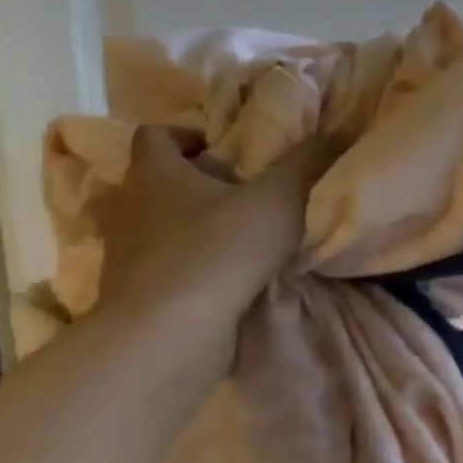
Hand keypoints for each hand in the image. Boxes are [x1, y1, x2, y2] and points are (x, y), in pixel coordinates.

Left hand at [95, 127, 329, 326]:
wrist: (169, 334)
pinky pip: (162, 266)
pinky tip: (226, 278)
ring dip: (191, 227)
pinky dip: (189, 266)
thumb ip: (308, 163)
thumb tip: (337, 129)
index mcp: (155, 173)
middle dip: (194, 183)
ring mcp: (126, 253)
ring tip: (237, 237)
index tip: (222, 150)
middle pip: (156, 181)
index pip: (155, 135)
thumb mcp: (280, 199)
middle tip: (239, 193)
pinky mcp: (133, 293)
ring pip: (157, 226)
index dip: (187, 135)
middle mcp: (130, 206)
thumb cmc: (219, 250)